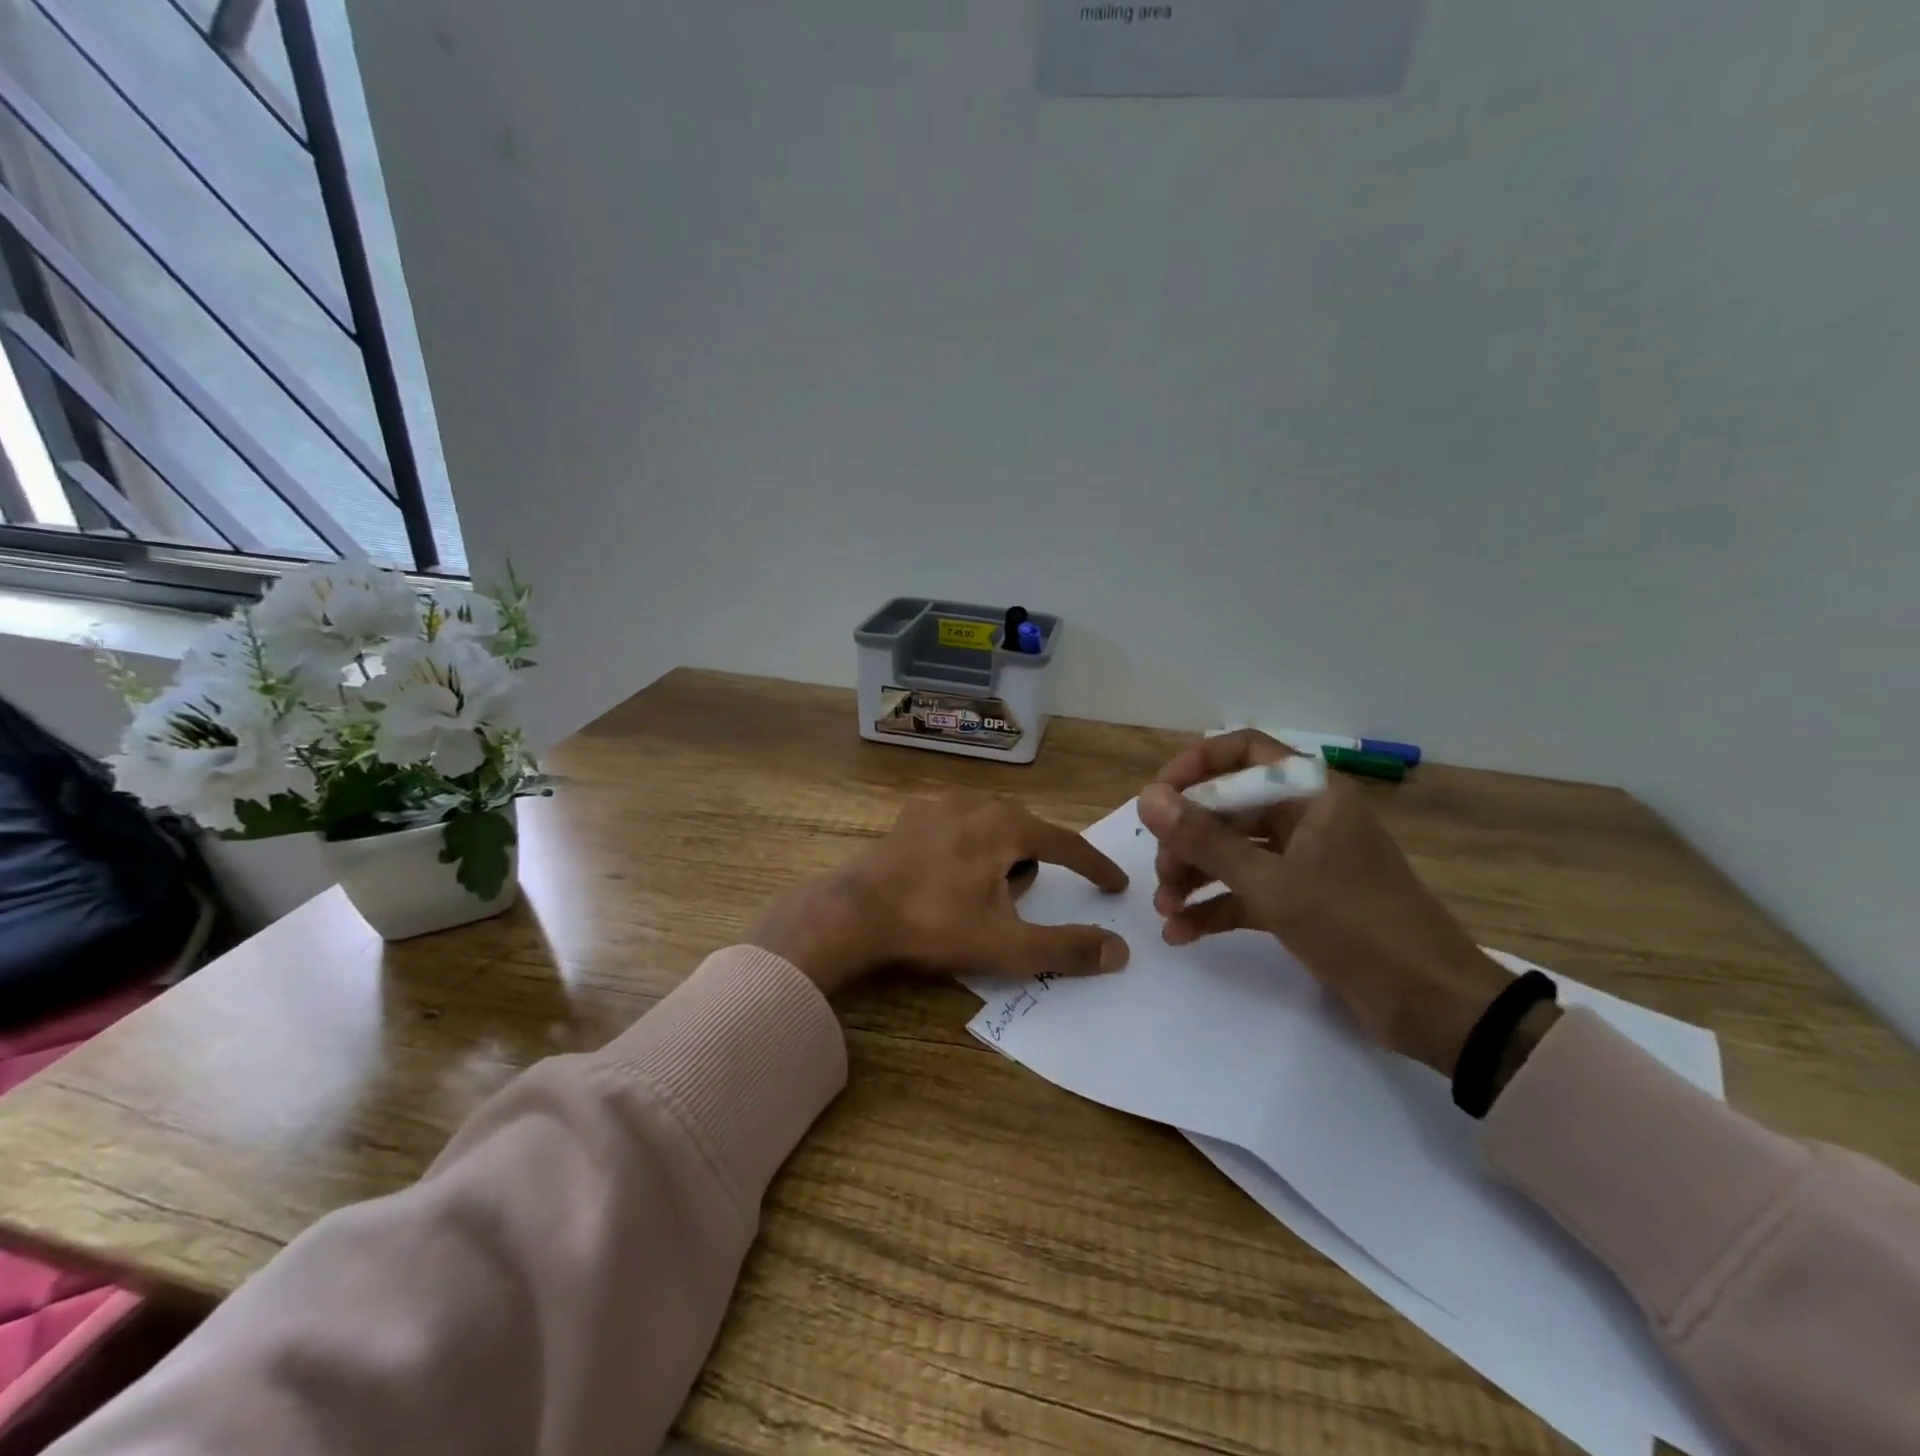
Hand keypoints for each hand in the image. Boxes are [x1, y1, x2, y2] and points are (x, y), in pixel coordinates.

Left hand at [749, 790, 1129, 998]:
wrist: (853, 914)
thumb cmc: (935, 924)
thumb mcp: (1006, 945)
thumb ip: (1066, 948)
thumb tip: (1119, 951)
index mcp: (1006, 825)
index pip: (1067, 843)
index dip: (1094, 867)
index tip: (1115, 886)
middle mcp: (976, 803)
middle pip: (1026, 835)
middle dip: (1030, 869)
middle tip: (1012, 908)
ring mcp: (938, 805)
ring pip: (990, 829)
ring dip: (997, 859)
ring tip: (974, 898)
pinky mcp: (910, 818)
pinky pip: (957, 829)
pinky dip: (965, 850)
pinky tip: (943, 879)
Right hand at [1137, 730, 1535, 1078]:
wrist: (1432, 1005)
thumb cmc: (1355, 926)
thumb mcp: (1271, 883)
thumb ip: (1205, 839)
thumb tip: (1146, 798)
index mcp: (1310, 794)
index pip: (1243, 752)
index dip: (1195, 766)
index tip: (1157, 799)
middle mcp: (1305, 818)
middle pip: (1229, 807)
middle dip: (1187, 838)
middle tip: (1161, 872)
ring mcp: (1303, 861)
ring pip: (1233, 851)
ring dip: (1194, 875)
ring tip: (1165, 909)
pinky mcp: (1301, 901)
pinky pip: (1245, 891)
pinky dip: (1214, 907)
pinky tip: (1180, 933)